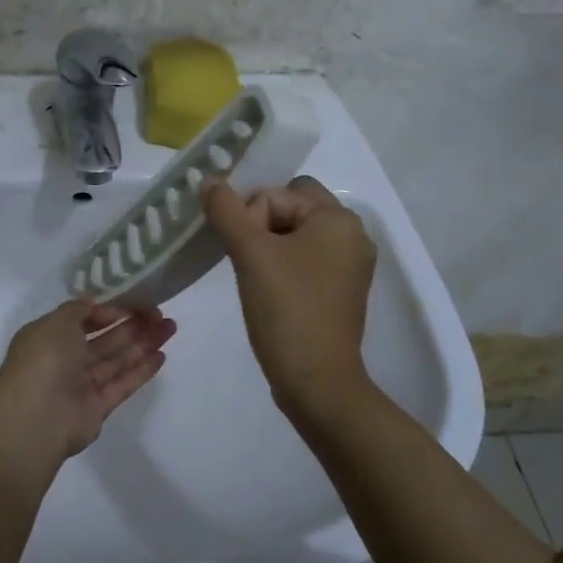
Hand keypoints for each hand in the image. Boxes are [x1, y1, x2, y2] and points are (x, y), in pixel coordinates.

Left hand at [0, 301, 176, 461]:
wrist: (37, 417)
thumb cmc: (44, 360)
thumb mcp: (56, 322)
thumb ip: (78, 309)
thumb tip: (95, 303)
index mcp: (50, 337)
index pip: (84, 320)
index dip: (110, 311)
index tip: (135, 303)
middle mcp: (65, 360)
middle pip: (106, 340)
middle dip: (133, 325)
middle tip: (161, 314)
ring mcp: (82, 385)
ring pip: (118, 360)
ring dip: (144, 344)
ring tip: (170, 328)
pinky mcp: (98, 408)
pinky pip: (123, 385)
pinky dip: (141, 371)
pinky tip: (161, 356)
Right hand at [203, 176, 376, 422]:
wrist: (316, 381)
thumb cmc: (286, 309)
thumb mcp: (251, 254)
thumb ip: (227, 211)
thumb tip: (209, 181)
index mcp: (338, 219)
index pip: (280, 192)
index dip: (251, 215)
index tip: (242, 251)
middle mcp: (352, 236)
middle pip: (291, 209)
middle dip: (260, 228)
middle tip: (245, 261)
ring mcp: (349, 266)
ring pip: (296, 237)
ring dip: (268, 249)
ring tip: (254, 278)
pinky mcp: (340, 292)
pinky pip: (306, 262)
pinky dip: (283, 268)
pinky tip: (268, 292)